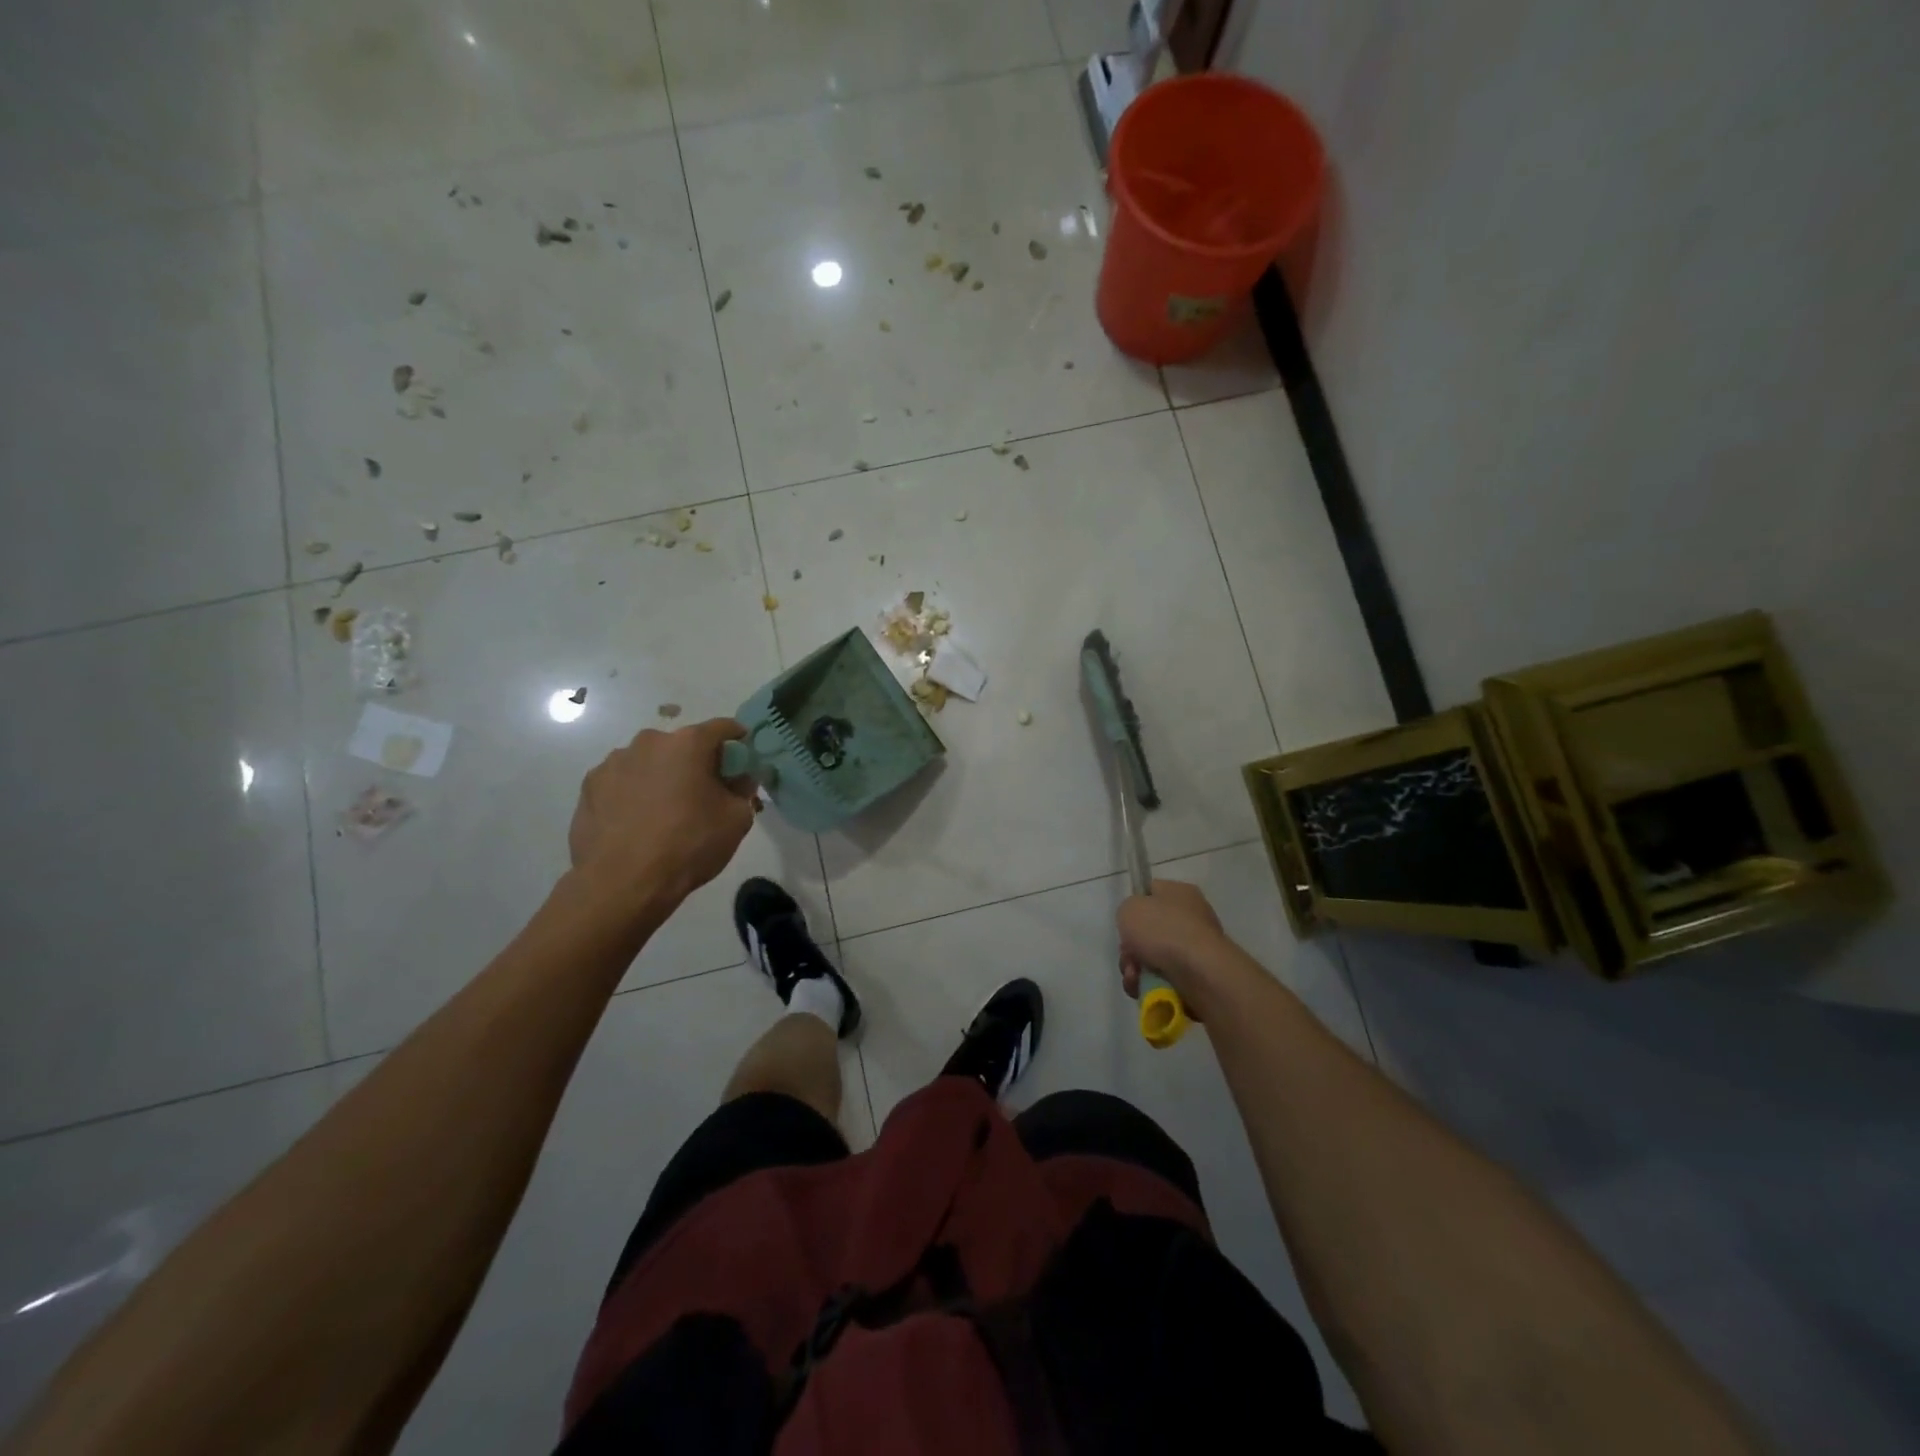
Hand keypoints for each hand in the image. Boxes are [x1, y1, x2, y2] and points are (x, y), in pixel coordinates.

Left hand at [569, 719, 757, 906]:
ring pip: (649, 763)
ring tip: (665, 813)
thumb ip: (743, 790)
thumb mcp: (737, 819)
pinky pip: (622, 782)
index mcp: (688, 743)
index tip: (743, 760)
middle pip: (682, 745)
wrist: (622, 883)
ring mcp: (613, 763)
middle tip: (704, 793)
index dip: (738, 741)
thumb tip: (739, 779)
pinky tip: (637, 823)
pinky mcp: (589, 786)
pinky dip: (634, 793)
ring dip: (661, 777)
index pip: (722, 728)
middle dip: (696, 763)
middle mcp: (648, 742)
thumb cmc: (688, 845)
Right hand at [1117, 879, 1230, 1015]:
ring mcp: (1196, 950)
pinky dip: (1150, 986)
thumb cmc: (1163, 931)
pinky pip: (1164, 980)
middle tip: (1128, 956)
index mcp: (1180, 893)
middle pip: (1149, 932)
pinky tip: (1144, 989)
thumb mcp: (1130, 908)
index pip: (1151, 893)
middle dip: (1131, 948)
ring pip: (1152, 959)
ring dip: (1136, 970)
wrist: (1200, 973)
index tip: (1124, 923)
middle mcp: (1191, 918)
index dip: (1134, 907)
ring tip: (1135, 977)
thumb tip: (1137, 925)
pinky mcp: (1198, 978)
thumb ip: (1127, 910)